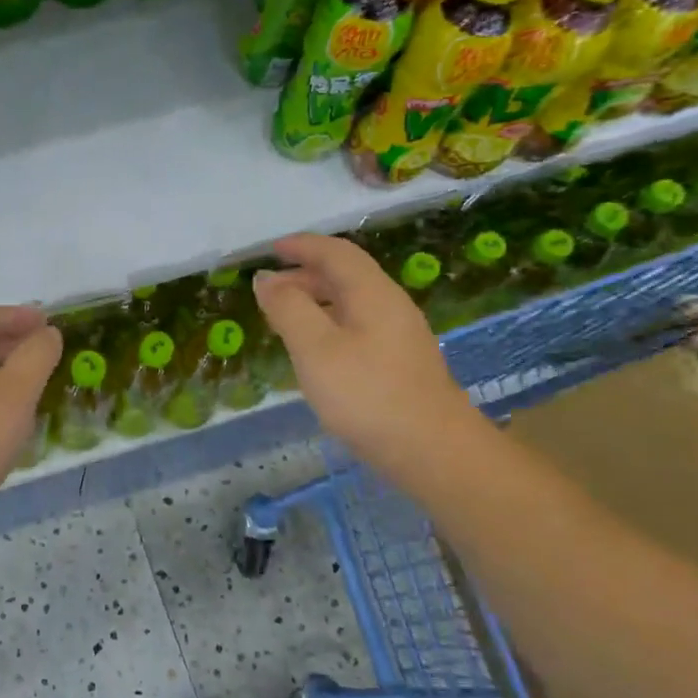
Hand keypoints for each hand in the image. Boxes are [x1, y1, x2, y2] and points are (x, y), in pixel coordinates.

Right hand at [253, 234, 483, 479]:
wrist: (431, 451)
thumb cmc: (367, 395)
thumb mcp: (315, 349)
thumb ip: (288, 309)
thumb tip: (266, 279)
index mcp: (372, 294)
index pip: (336, 254)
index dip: (302, 246)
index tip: (270, 249)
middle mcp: (390, 306)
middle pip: (346, 276)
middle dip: (305, 274)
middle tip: (269, 289)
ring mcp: (399, 336)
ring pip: (352, 303)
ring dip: (316, 300)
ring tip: (284, 319)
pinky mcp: (400, 364)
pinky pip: (357, 327)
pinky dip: (328, 324)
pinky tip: (315, 352)